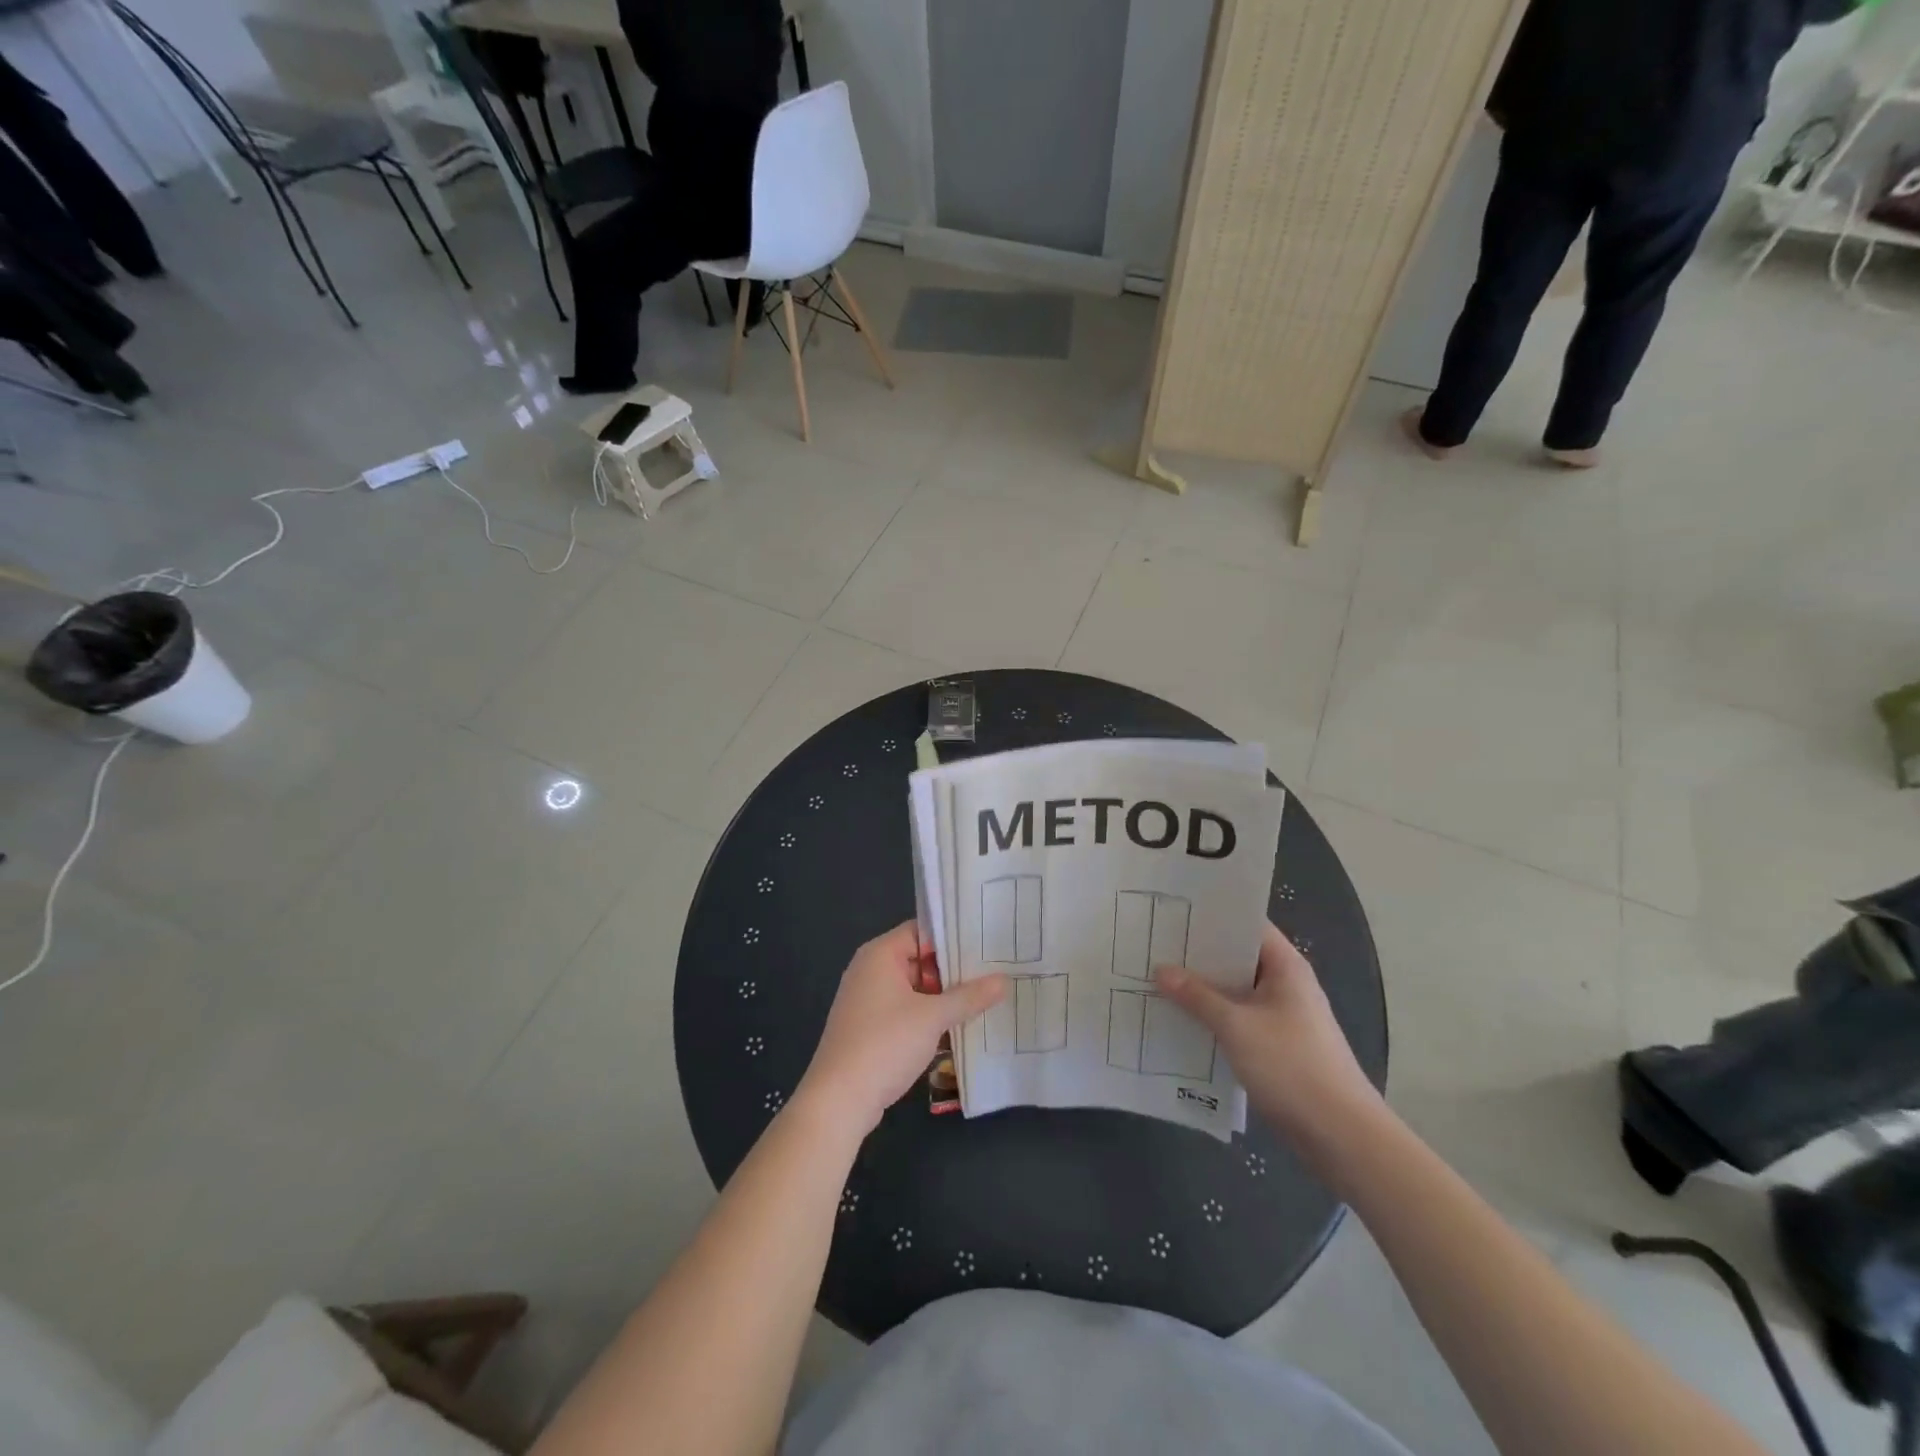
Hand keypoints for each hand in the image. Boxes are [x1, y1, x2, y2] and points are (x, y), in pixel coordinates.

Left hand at [797, 922, 1005, 1137]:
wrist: (838, 1100)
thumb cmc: (885, 1044)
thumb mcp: (933, 1017)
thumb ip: (969, 997)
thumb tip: (1003, 980)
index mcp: (879, 954)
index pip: (922, 931)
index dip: (953, 937)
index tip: (987, 943)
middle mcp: (870, 970)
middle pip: (919, 959)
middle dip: (953, 970)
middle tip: (994, 971)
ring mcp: (867, 1000)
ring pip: (914, 988)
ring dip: (942, 996)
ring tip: (984, 998)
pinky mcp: (869, 1027)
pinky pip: (905, 1010)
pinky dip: (927, 1015)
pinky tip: (957, 1026)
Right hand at [1157, 923, 1383, 1156]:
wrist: (1342, 1137)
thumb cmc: (1292, 1067)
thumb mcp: (1236, 1027)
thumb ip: (1196, 996)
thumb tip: (1160, 969)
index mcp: (1285, 967)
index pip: (1246, 925)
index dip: (1212, 916)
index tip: (1173, 912)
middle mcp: (1286, 985)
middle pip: (1237, 958)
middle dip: (1198, 955)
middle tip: (1154, 945)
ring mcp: (1283, 1017)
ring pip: (1236, 992)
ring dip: (1203, 990)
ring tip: (1157, 980)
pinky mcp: (1278, 1046)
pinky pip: (1239, 1020)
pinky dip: (1213, 1018)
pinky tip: (1181, 1021)